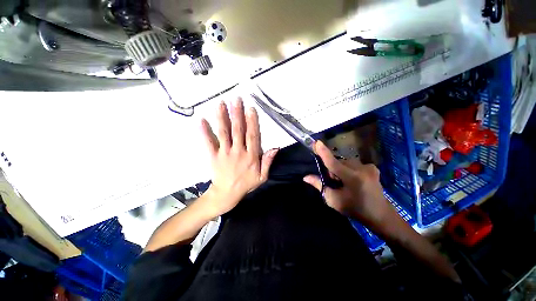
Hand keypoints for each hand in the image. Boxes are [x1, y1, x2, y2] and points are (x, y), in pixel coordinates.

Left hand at [200, 98, 277, 216]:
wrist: (227, 194)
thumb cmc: (246, 184)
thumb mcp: (262, 177)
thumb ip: (268, 162)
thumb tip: (275, 148)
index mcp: (251, 156)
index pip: (252, 136)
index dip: (252, 122)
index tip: (250, 109)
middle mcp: (238, 152)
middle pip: (238, 130)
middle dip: (237, 114)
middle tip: (236, 100)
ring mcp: (224, 153)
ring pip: (224, 133)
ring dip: (222, 118)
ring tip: (221, 104)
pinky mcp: (213, 156)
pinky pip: (208, 143)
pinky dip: (204, 132)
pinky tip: (201, 120)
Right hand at [303, 141, 398, 231]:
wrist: (380, 215)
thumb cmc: (354, 209)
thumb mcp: (334, 200)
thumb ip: (319, 185)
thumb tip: (306, 177)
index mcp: (352, 178)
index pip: (333, 163)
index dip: (323, 152)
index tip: (316, 142)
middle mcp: (361, 169)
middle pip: (338, 162)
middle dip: (332, 169)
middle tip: (334, 182)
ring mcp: (369, 167)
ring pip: (345, 162)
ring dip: (340, 169)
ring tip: (344, 182)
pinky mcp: (372, 167)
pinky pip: (353, 164)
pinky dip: (349, 169)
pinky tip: (354, 180)